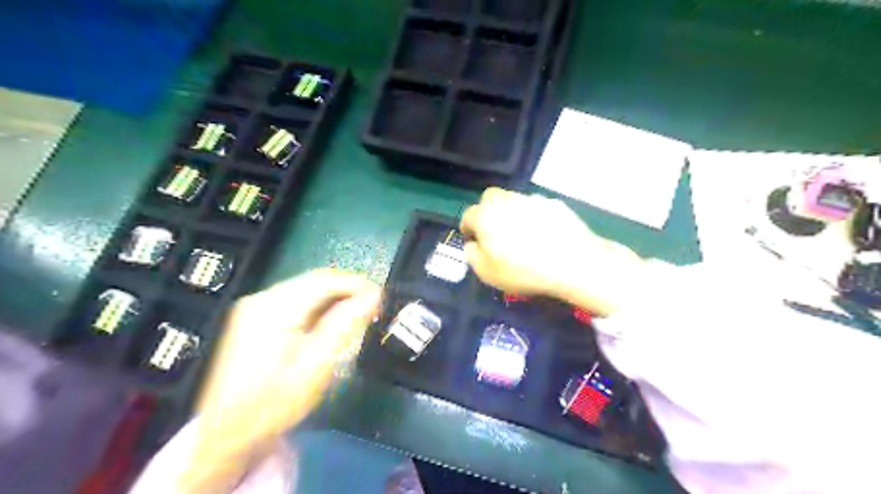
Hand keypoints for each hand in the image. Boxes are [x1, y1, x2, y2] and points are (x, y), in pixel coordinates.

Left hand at [184, 270, 380, 492]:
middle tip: (371, 308)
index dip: (356, 284)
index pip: (324, 280)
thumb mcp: (315, 367)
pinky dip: (316, 307)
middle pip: (313, 281)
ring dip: (333, 299)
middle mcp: (260, 300)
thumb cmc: (273, 405)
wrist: (225, 436)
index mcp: (274, 309)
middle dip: (346, 291)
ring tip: (355, 316)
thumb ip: (344, 326)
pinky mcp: (252, 318)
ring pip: (304, 289)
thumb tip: (372, 297)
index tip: (380, 297)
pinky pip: (293, 301)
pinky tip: (328, 324)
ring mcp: (253, 308)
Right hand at [462, 187, 640, 318]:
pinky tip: (543, 234)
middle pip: (490, 198)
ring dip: (511, 212)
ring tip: (522, 234)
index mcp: (486, 216)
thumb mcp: (488, 273)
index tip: (474, 241)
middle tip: (495, 231)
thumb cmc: (524, 270)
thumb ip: (473, 256)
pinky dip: (534, 217)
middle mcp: (506, 200)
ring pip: (513, 200)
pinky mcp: (554, 204)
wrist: (573, 262)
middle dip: (487, 211)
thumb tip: (473, 245)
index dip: (468, 229)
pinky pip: (536, 207)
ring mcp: (532, 199)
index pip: (468, 215)